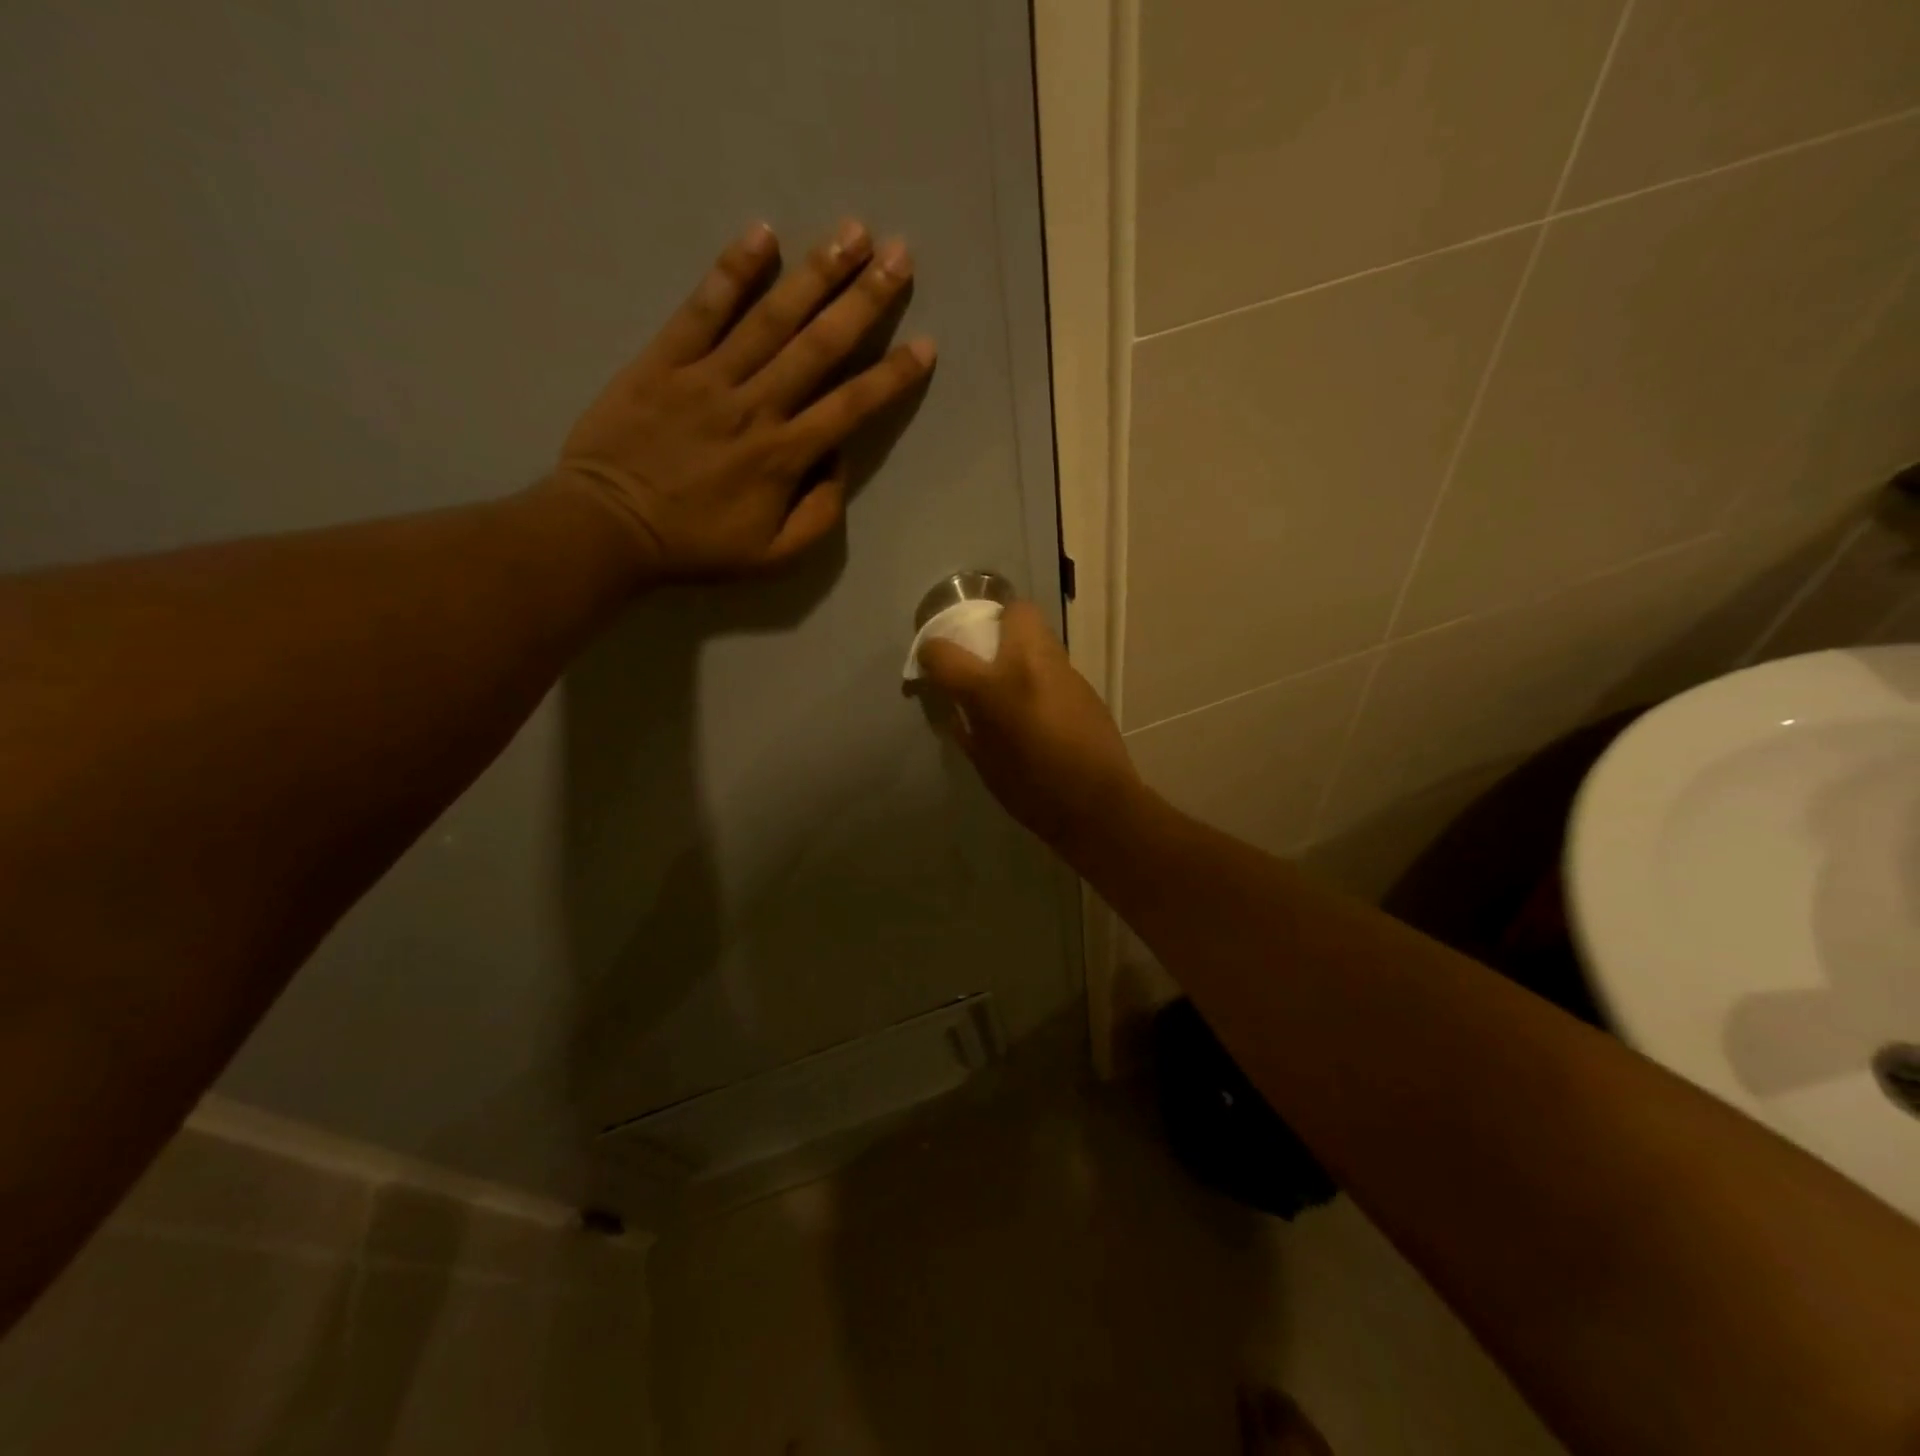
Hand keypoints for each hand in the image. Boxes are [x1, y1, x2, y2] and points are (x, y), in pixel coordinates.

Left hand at [554, 219, 933, 581]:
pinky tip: (763, 234)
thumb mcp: (773, 556)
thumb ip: (819, 514)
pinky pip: (703, 308)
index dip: (892, 376)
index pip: (851, 406)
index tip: (926, 345)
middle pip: (819, 345)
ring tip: (853, 232)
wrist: (609, 527)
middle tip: (899, 255)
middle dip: (864, 300)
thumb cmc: (697, 546)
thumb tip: (839, 460)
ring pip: (771, 317)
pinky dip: (733, 271)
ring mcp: (708, 376)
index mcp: (784, 456)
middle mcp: (755, 405)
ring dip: (815, 273)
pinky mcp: (664, 359)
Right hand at [916, 602, 1142, 853]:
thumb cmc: (1031, 791)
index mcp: (993, 688)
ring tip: (1013, 682)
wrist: (1098, 805)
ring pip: (1040, 634)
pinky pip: (1055, 664)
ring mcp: (1064, 671)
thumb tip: (956, 706)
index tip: (930, 664)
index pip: (945, 651)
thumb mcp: (982, 763)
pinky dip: (1040, 673)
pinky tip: (1040, 705)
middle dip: (996, 622)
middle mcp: (1030, 664)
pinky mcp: (1086, 685)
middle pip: (1014, 611)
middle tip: (986, 655)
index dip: (930, 653)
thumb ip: (964, 726)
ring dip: (1021, 647)